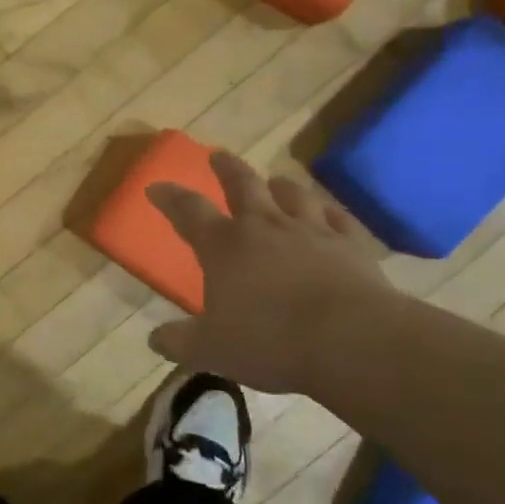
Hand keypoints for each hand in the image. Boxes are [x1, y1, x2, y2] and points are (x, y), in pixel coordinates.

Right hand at [145, 152, 389, 394]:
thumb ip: (179, 342)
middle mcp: (265, 227)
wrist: (351, 341)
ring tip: (277, 180)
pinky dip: (330, 212)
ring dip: (281, 185)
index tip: (156, 186)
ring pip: (294, 195)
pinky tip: (329, 212)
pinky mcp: (351, 245)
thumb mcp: (211, 349)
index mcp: (224, 246)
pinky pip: (339, 219)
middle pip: (243, 186)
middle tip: (218, 154)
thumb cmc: (270, 341)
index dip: (170, 197)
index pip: (189, 211)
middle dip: (227, 168)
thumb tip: (154, 339)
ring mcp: (312, 231)